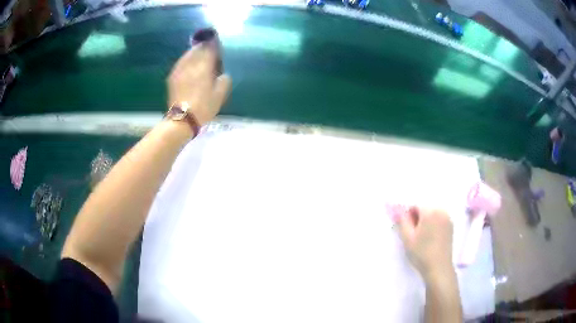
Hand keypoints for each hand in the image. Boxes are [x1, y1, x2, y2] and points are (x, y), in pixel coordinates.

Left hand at [168, 41, 230, 125]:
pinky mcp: (173, 76)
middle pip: (198, 49)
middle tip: (209, 47)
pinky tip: (189, 63)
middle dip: (204, 46)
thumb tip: (222, 74)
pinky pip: (181, 62)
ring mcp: (180, 69)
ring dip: (194, 51)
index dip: (214, 45)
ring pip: (188, 54)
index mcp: (204, 67)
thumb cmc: (204, 107)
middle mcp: (191, 64)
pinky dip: (186, 59)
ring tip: (199, 53)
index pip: (210, 49)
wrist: (182, 119)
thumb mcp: (220, 95)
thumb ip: (224, 80)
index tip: (218, 44)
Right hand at [394, 206, 453, 280]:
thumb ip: (402, 221)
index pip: (415, 205)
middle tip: (412, 234)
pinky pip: (439, 219)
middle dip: (417, 217)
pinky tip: (429, 238)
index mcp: (430, 211)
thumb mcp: (407, 238)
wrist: (438, 268)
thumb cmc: (421, 253)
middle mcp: (441, 211)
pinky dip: (432, 224)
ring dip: (425, 221)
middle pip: (425, 208)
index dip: (408, 216)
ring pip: (432, 214)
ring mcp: (448, 218)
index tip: (405, 228)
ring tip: (421, 237)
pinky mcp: (450, 226)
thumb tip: (397, 209)